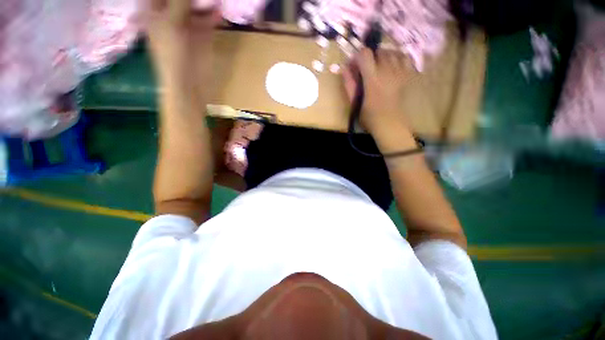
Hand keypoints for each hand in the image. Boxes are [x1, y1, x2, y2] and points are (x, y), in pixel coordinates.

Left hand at [144, 0, 220, 89]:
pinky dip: (213, 14)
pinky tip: (219, 9)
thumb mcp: (172, 22)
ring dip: (203, 2)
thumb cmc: (172, 52)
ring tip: (213, 0)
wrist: (187, 80)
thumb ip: (180, 1)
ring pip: (195, 6)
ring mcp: (187, 24)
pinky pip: (207, 19)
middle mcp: (171, 14)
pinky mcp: (201, 35)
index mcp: (155, 10)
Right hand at [342, 48, 410, 136]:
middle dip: (370, 57)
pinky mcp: (407, 75)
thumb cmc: (369, 116)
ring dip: (383, 56)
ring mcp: (400, 71)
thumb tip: (344, 68)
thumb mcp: (355, 103)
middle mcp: (387, 70)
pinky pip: (405, 57)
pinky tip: (392, 65)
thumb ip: (349, 84)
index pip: (365, 54)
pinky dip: (397, 57)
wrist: (389, 123)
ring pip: (392, 52)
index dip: (358, 56)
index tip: (355, 65)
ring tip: (379, 67)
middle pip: (379, 51)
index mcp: (372, 78)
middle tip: (366, 69)